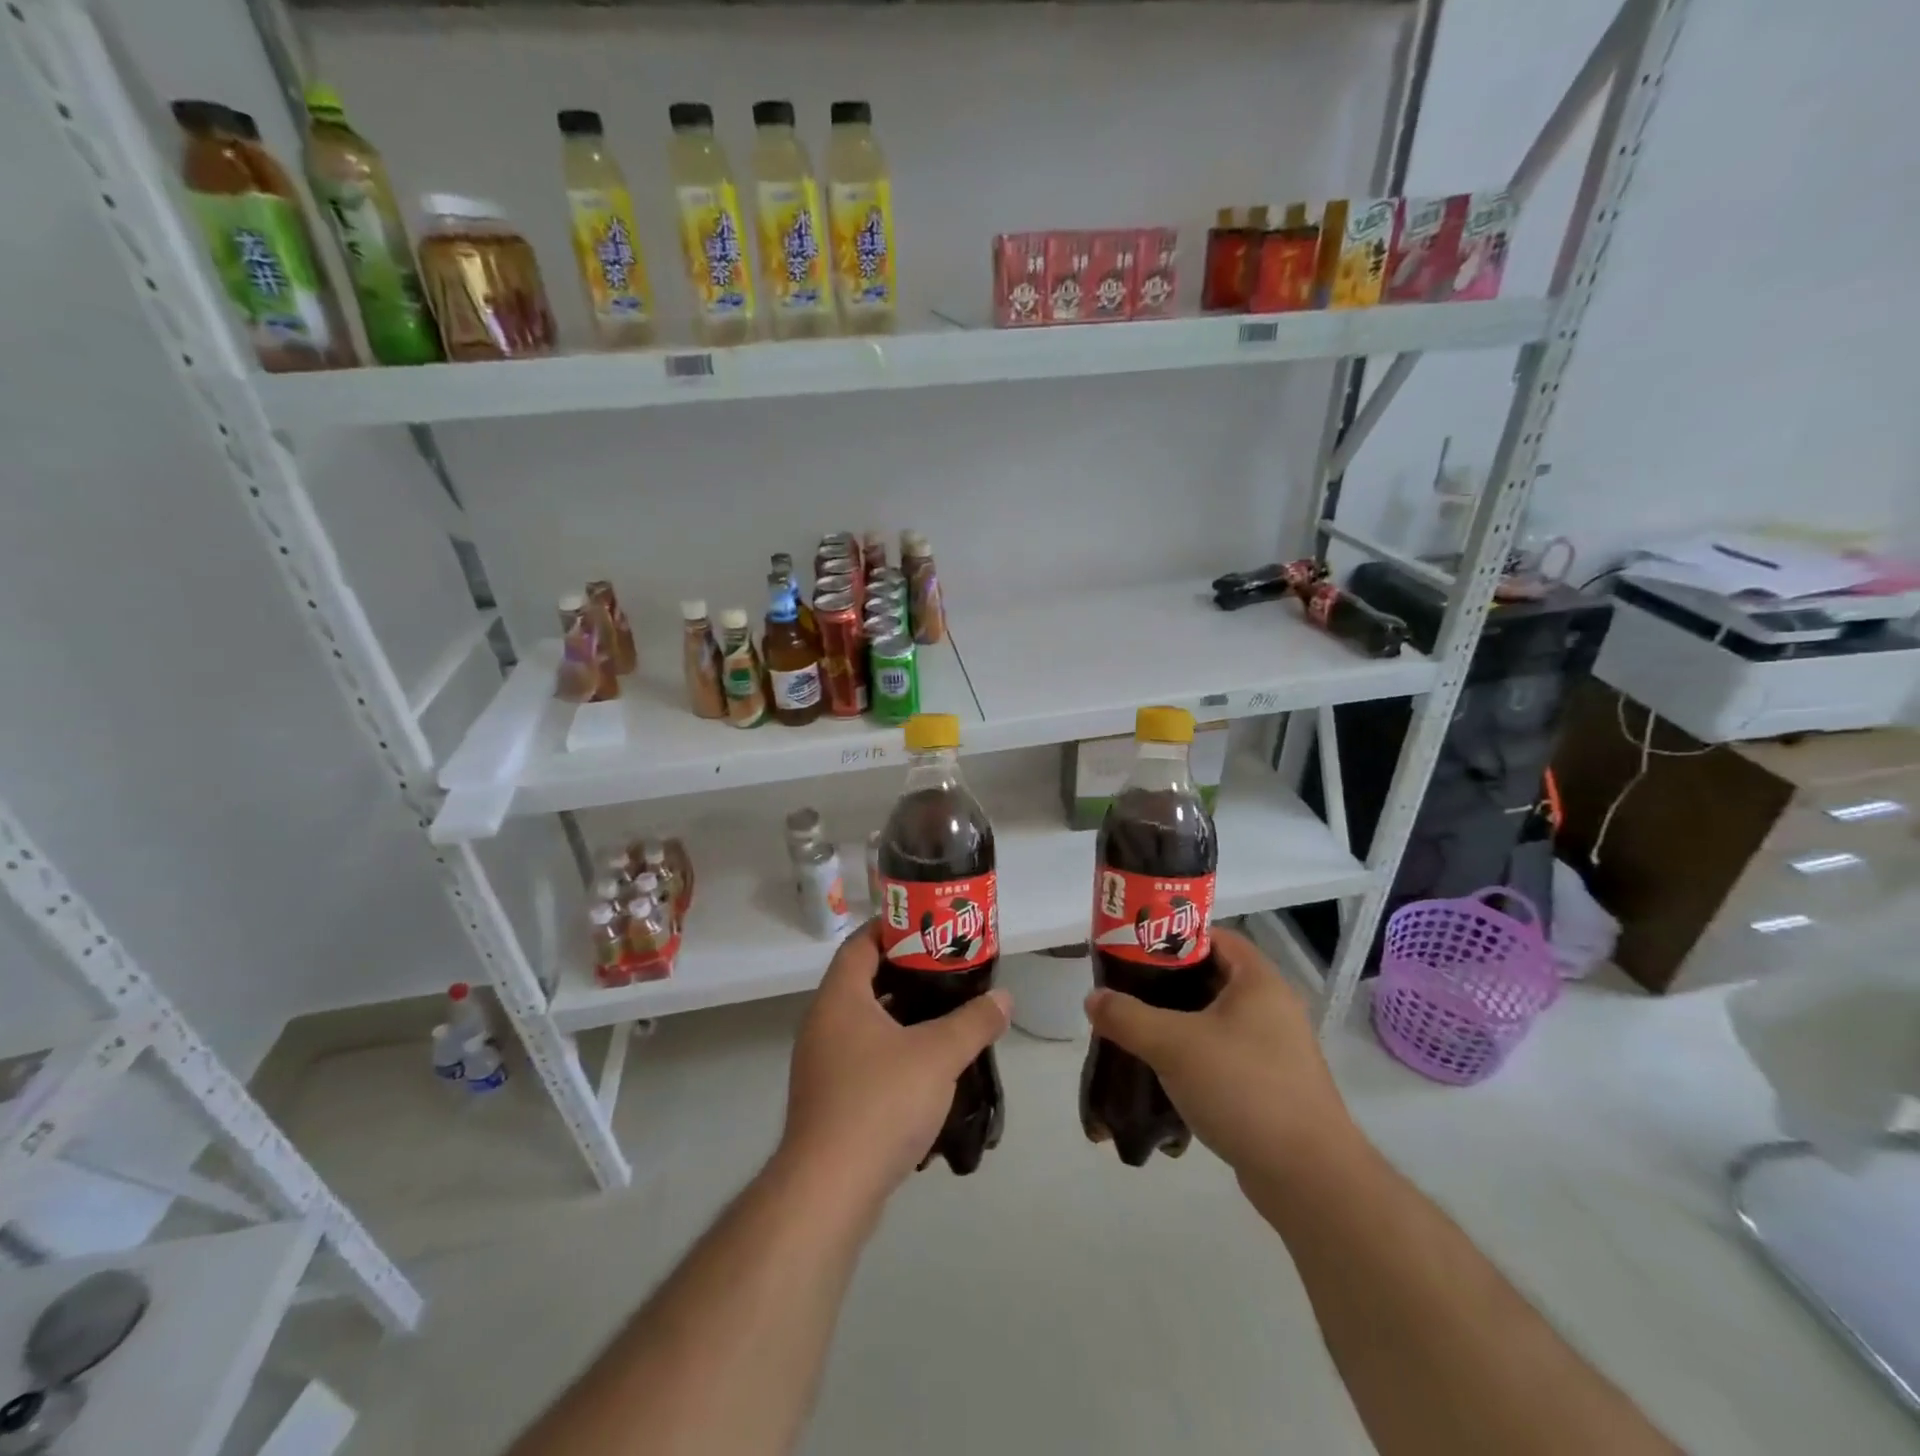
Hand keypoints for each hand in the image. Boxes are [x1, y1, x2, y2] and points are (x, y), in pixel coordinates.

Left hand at [778, 919, 1010, 1208]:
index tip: (929, 926)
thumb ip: (973, 1022)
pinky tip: (926, 1066)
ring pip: (865, 1022)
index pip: (861, 943)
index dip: (893, 928)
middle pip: (864, 980)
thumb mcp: (938, 1055)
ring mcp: (822, 1063)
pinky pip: (863, 1056)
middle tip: (947, 969)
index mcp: (840, 998)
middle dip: (906, 972)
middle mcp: (823, 1023)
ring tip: (945, 1013)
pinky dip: (893, 1049)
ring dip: (902, 1014)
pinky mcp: (829, 1098)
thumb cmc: (880, 1103)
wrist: (829, 1190)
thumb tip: (1003, 998)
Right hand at [1084, 926, 1353, 1179]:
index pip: (1213, 937)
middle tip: (1127, 991)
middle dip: (1167, 984)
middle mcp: (1272, 1007)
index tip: (1134, 950)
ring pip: (1215, 1020)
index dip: (1173, 937)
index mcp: (1259, 981)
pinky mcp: (1270, 1085)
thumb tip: (1093, 998)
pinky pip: (1223, 1055)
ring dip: (1177, 1023)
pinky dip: (1194, 1056)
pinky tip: (1164, 1073)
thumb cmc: (1243, 1088)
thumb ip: (1127, 1017)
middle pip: (1211, 978)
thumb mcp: (1173, 1045)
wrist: (1308, 1177)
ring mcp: (1275, 1049)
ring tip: (1136, 1031)